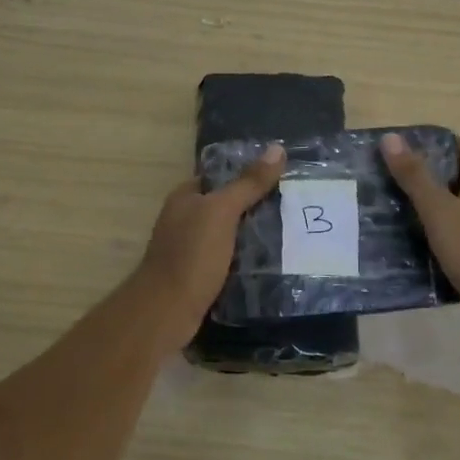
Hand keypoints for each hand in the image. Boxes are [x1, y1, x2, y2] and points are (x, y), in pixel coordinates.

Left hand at [133, 143, 286, 345]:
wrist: (166, 311)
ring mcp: (190, 249)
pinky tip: (271, 262)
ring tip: (290, 233)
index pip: (220, 176)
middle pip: (226, 206)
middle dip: (256, 206)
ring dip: (253, 235)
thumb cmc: (191, 254)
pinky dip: (247, 260)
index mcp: (185, 197)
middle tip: (293, 206)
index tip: (282, 177)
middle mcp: (184, 219)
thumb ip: (248, 183)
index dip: (248, 174)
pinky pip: (229, 260)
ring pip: (229, 235)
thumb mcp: (222, 212)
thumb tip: (277, 148)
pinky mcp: (199, 275)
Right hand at [382, 133, 459, 313]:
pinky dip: (452, 226)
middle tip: (399, 180)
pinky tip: (432, 241)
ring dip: (442, 202)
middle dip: (434, 174)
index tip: (406, 150)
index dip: (436, 144)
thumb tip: (391, 137)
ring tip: (408, 210)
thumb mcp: (438, 211)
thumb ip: (414, 176)